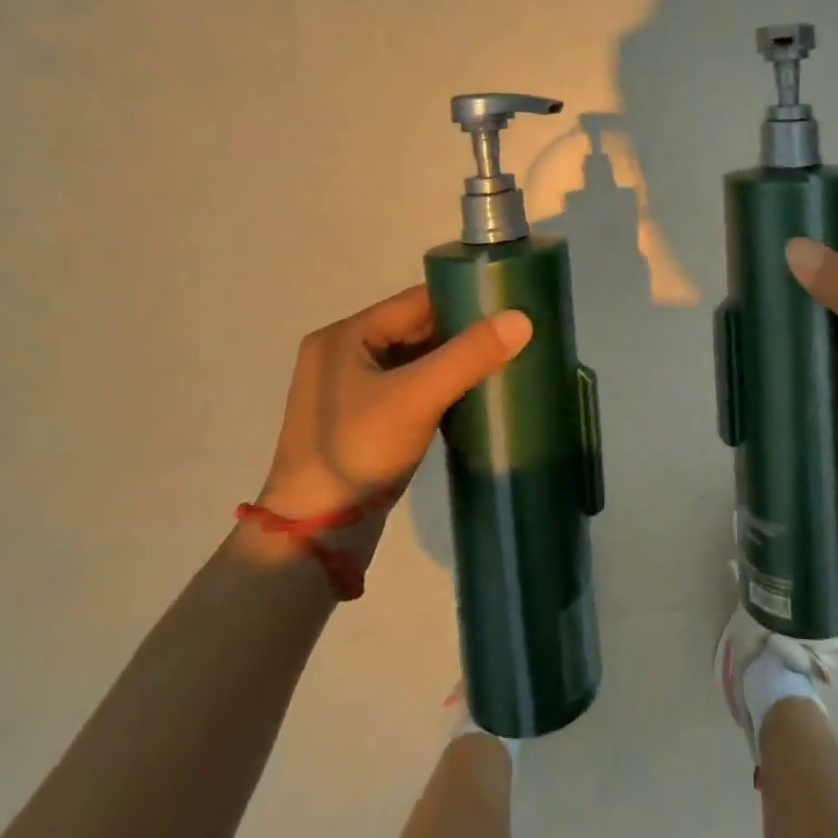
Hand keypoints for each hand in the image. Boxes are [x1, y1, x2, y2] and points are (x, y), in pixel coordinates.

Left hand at [257, 286, 531, 542]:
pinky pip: (410, 386)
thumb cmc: (358, 452)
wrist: (315, 536)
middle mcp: (344, 352)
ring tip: (502, 362)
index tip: (509, 307)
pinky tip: (473, 394)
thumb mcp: (416, 398)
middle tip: (512, 338)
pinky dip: (440, 387)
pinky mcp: (363, 419)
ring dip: (453, 362)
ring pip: (415, 359)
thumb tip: (523, 318)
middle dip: (461, 333)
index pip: (416, 302)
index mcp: (345, 335)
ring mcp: (351, 388)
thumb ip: (469, 355)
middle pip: (416, 328)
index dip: (463, 301)